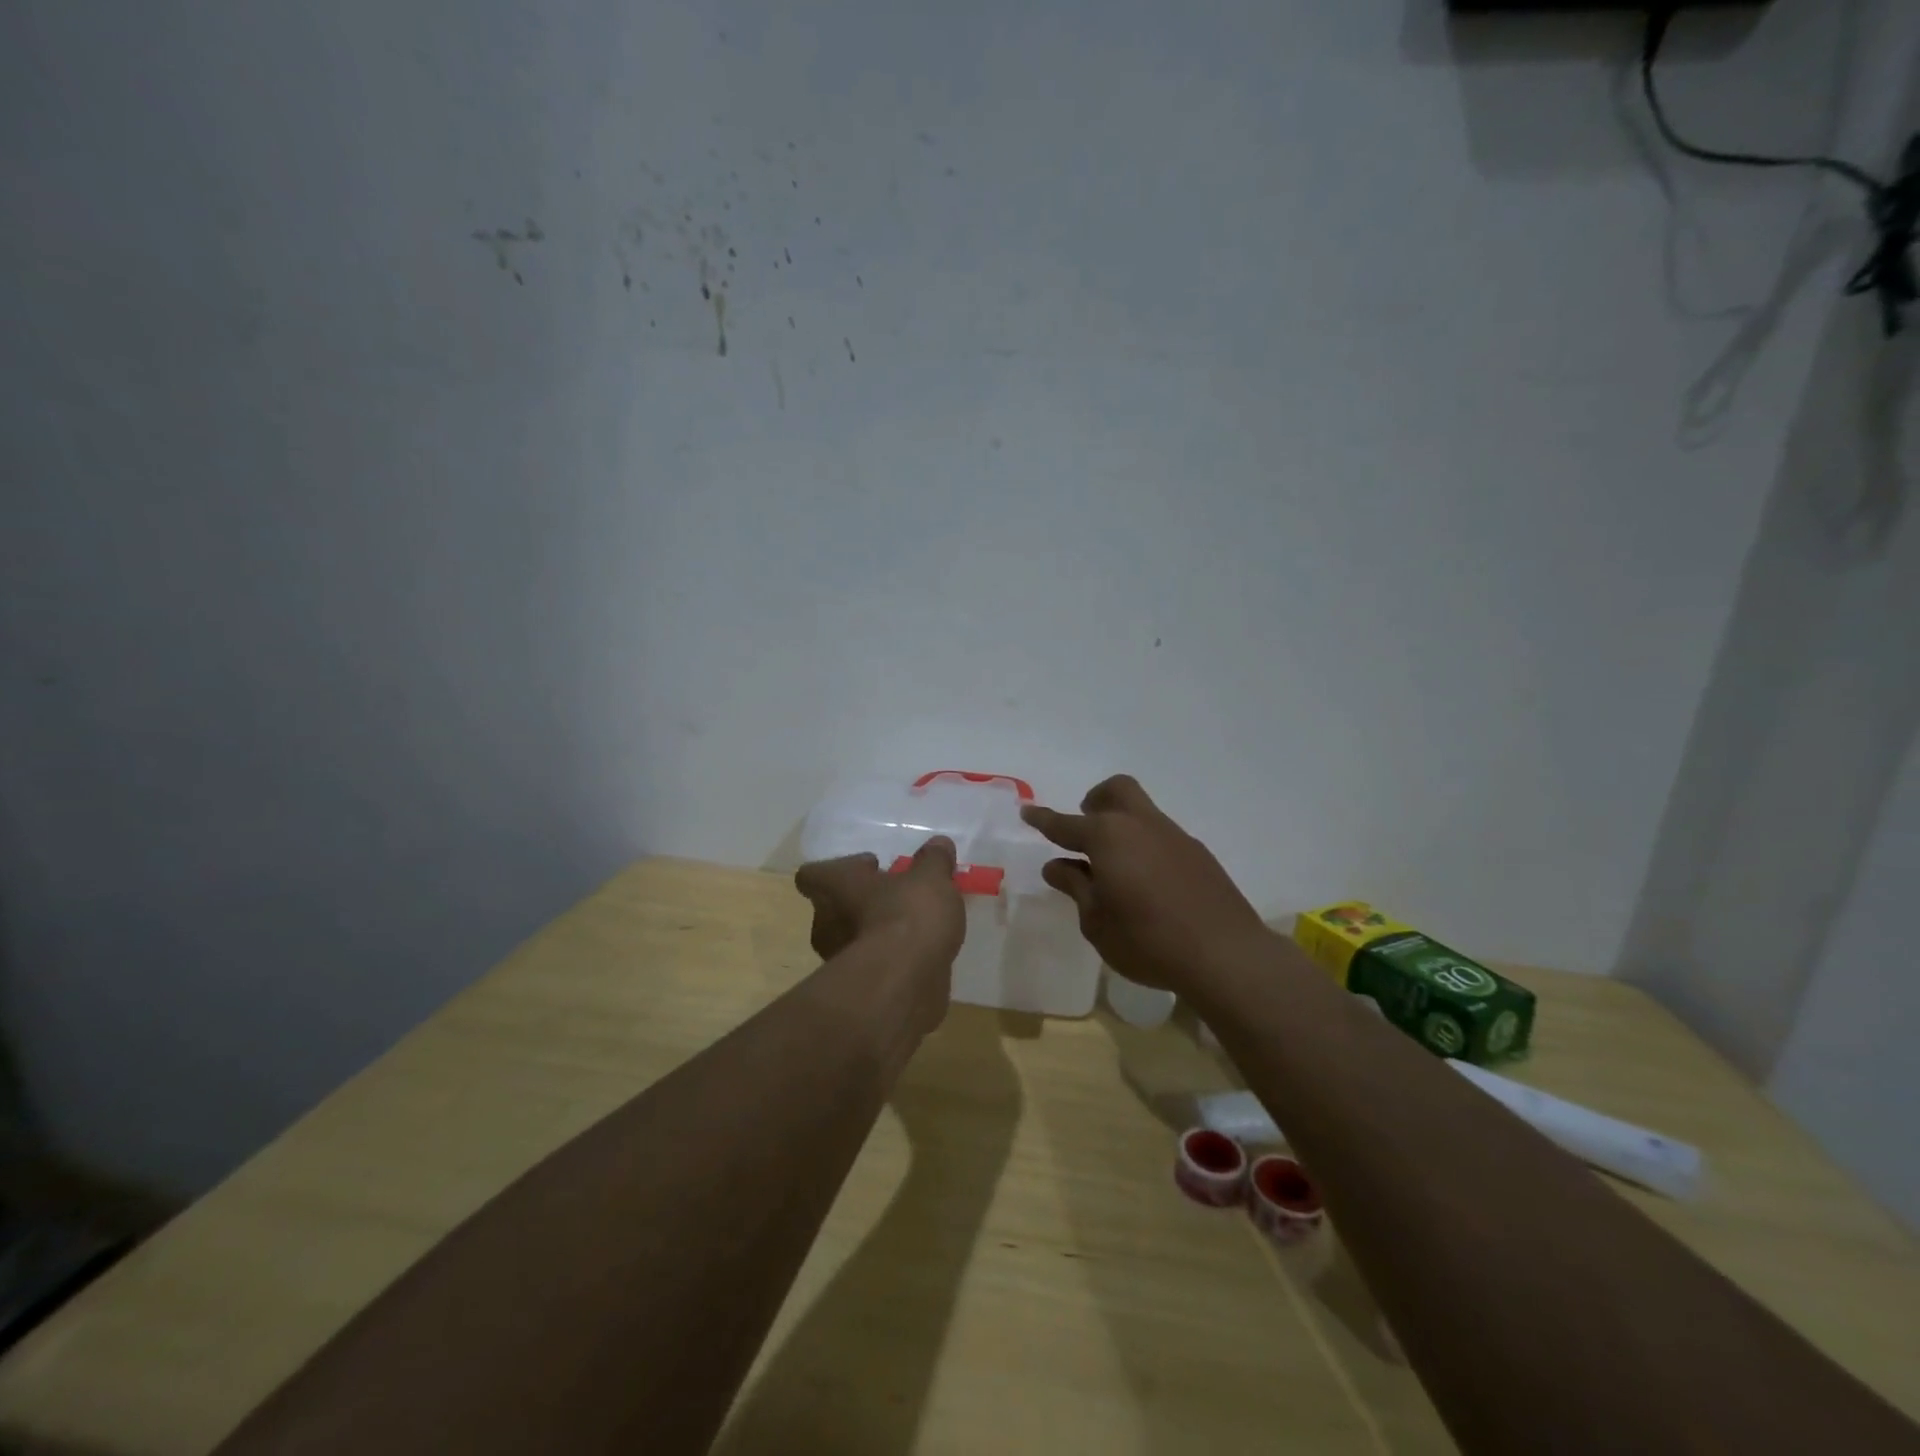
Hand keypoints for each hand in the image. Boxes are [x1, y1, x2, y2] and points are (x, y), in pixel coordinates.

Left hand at [794, 834, 965, 987]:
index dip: (840, 869)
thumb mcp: (931, 878)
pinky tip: (922, 957)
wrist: (903, 985)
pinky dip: (892, 962)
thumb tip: (938, 844)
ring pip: (854, 938)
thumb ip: (934, 860)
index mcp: (836, 887)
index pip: (812, 874)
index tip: (873, 866)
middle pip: (835, 907)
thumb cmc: (908, 917)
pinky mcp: (860, 990)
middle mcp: (828, 922)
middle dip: (864, 903)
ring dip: (878, 933)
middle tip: (898, 897)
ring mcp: (840, 961)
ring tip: (916, 929)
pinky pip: (875, 967)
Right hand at [1022, 775, 1271, 994]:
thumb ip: (1076, 887)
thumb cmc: (1147, 941)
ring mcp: (1174, 836)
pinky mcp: (1198, 854)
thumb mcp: (1097, 921)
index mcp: (1107, 838)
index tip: (1028, 812)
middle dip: (1095, 800)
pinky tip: (1146, 881)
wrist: (1225, 954)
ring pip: (1141, 811)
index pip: (1065, 824)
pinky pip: (1161, 835)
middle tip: (1084, 826)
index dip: (1043, 819)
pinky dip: (1144, 844)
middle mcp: (1140, 825)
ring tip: (1114, 866)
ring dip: (1121, 824)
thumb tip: (1057, 866)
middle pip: (1115, 791)